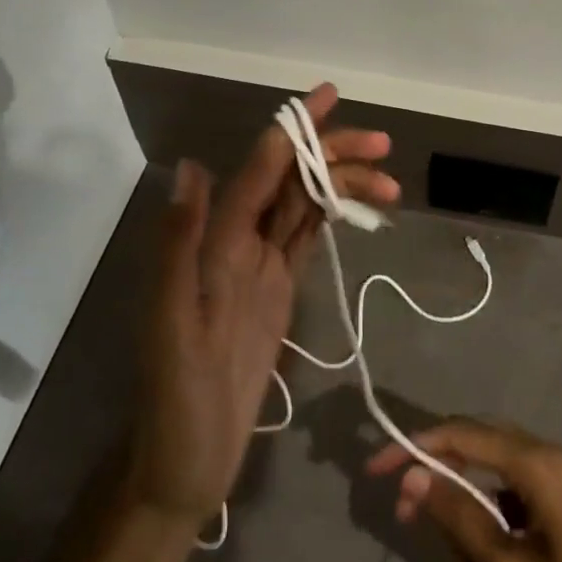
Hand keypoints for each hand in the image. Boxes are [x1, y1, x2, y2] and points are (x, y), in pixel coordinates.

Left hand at [125, 84, 395, 529]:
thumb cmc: (175, 400)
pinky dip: (335, 213)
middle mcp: (236, 241)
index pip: (260, 172)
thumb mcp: (171, 324)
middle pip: (290, 180)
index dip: (292, 132)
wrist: (185, 463)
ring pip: (306, 204)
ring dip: (343, 183)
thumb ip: (181, 243)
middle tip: (382, 144)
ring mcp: (259, 264)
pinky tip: (361, 203)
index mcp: (214, 242)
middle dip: (332, 154)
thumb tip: (191, 164)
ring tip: (390, 181)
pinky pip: (308, 236)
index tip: (327, 97)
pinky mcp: (277, 287)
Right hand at [368, 420, 561, 561]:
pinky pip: (519, 519)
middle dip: (445, 498)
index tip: (378, 466)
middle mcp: (553, 462)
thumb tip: (414, 473)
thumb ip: (458, 515)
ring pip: (497, 498)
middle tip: (406, 522)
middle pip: (479, 459)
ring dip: (475, 544)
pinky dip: (500, 553)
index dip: (417, 445)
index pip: (465, 434)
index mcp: (541, 463)